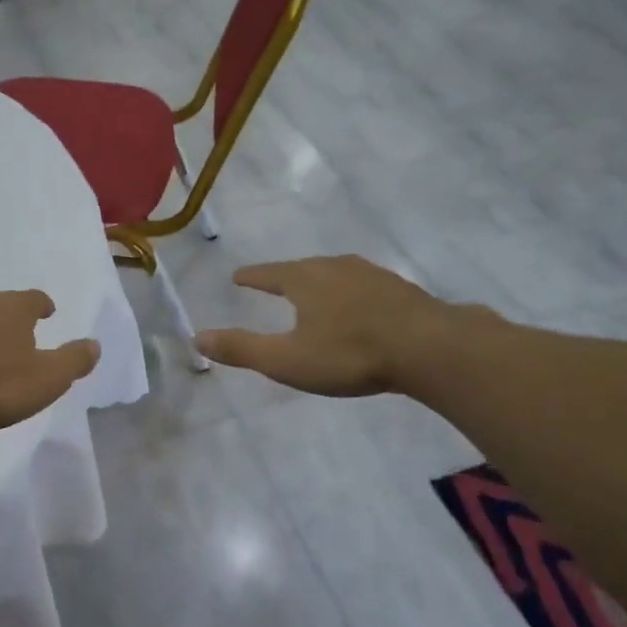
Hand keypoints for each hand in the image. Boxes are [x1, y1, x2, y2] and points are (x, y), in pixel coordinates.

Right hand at [194, 255, 487, 397]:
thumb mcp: (287, 359)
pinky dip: (350, 293)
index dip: (252, 276)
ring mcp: (372, 275)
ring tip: (314, 292)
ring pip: (336, 273)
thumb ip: (242, 349)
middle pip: (303, 268)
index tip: (238, 276)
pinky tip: (358, 306)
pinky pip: (363, 286)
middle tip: (274, 281)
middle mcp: (336, 268)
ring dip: (321, 282)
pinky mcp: (401, 290)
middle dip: (286, 276)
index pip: (269, 273)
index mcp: (305, 280)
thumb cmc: (349, 354)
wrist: (429, 348)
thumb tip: (197, 337)